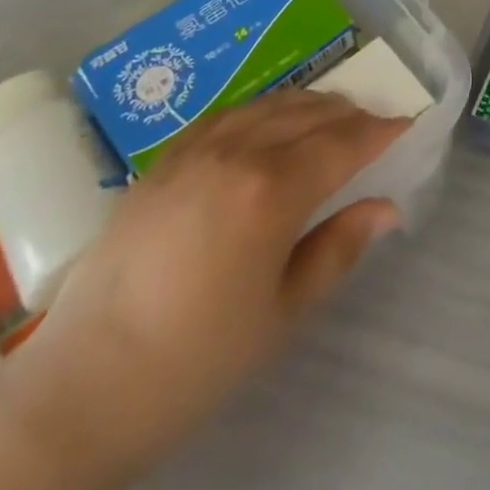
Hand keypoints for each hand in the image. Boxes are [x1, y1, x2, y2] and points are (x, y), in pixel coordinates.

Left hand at [0, 90, 408, 485]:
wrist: (82, 386)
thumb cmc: (193, 361)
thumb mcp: (281, 314)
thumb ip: (338, 248)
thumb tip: (387, 208)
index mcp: (273, 189)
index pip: (345, 142)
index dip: (381, 131)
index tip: (407, 124)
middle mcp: (239, 150)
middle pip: (312, 113)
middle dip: (351, 115)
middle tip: (375, 127)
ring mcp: (197, 148)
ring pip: (271, 103)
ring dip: (310, 105)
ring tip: (331, 119)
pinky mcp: (166, 157)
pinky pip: (230, 112)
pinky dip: (264, 109)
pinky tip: (269, 123)